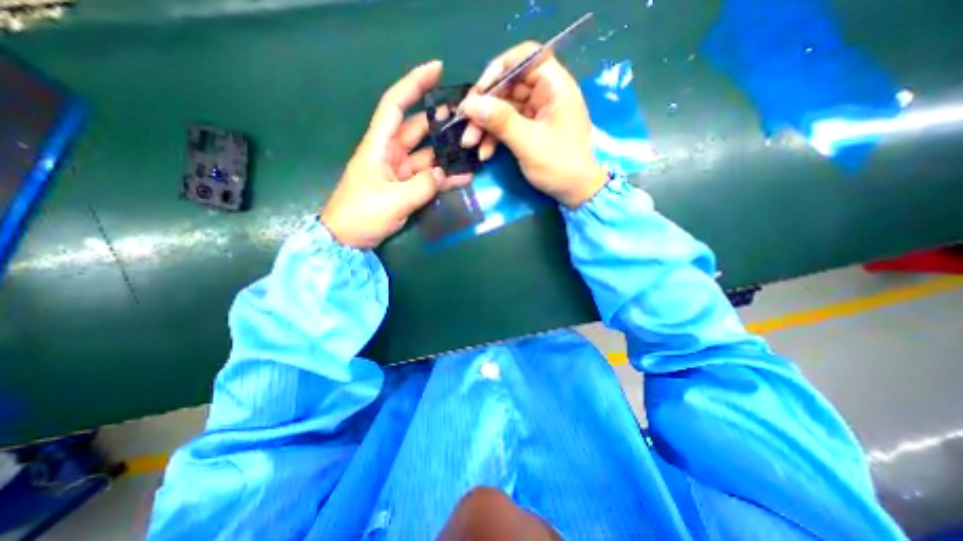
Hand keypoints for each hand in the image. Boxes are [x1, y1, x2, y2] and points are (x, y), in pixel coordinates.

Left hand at [320, 62, 472, 249]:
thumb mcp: (393, 201)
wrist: (347, 239)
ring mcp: (399, 171)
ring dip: (447, 153)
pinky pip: (428, 177)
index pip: (396, 105)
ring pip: (427, 155)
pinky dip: (444, 177)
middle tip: (467, 118)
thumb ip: (422, 186)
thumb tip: (443, 174)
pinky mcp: (405, 187)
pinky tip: (463, 177)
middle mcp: (390, 153)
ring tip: (472, 148)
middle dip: (440, 121)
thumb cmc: (361, 215)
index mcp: (378, 146)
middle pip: (417, 129)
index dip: (414, 84)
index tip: (437, 69)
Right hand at [455, 40, 600, 206]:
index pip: (525, 57)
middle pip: (509, 87)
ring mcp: (538, 113)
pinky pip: (508, 126)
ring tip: (470, 144)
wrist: (575, 192)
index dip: (499, 69)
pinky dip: (495, 137)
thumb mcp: (528, 143)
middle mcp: (546, 94)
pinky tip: (485, 153)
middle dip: (485, 107)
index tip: (480, 91)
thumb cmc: (558, 165)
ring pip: (505, 109)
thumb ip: (500, 121)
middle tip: (465, 125)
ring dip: (485, 126)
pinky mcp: (532, 130)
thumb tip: (470, 103)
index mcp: (554, 86)